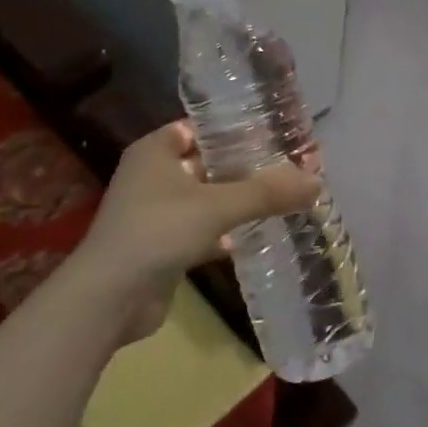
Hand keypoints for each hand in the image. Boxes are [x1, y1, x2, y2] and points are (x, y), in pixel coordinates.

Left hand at [73, 121, 318, 342]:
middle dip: (248, 167)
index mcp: (156, 150)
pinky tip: (261, 234)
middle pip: (209, 163)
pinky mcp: (163, 245)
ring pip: (208, 198)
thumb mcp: (218, 206)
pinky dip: (228, 231)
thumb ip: (268, 193)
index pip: (203, 127)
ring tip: (285, 196)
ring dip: (240, 201)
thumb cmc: (158, 232)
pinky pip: (203, 229)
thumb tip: (317, 180)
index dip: (239, 128)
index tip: (277, 133)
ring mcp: (156, 212)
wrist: (109, 299)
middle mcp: (154, 175)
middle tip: (291, 166)